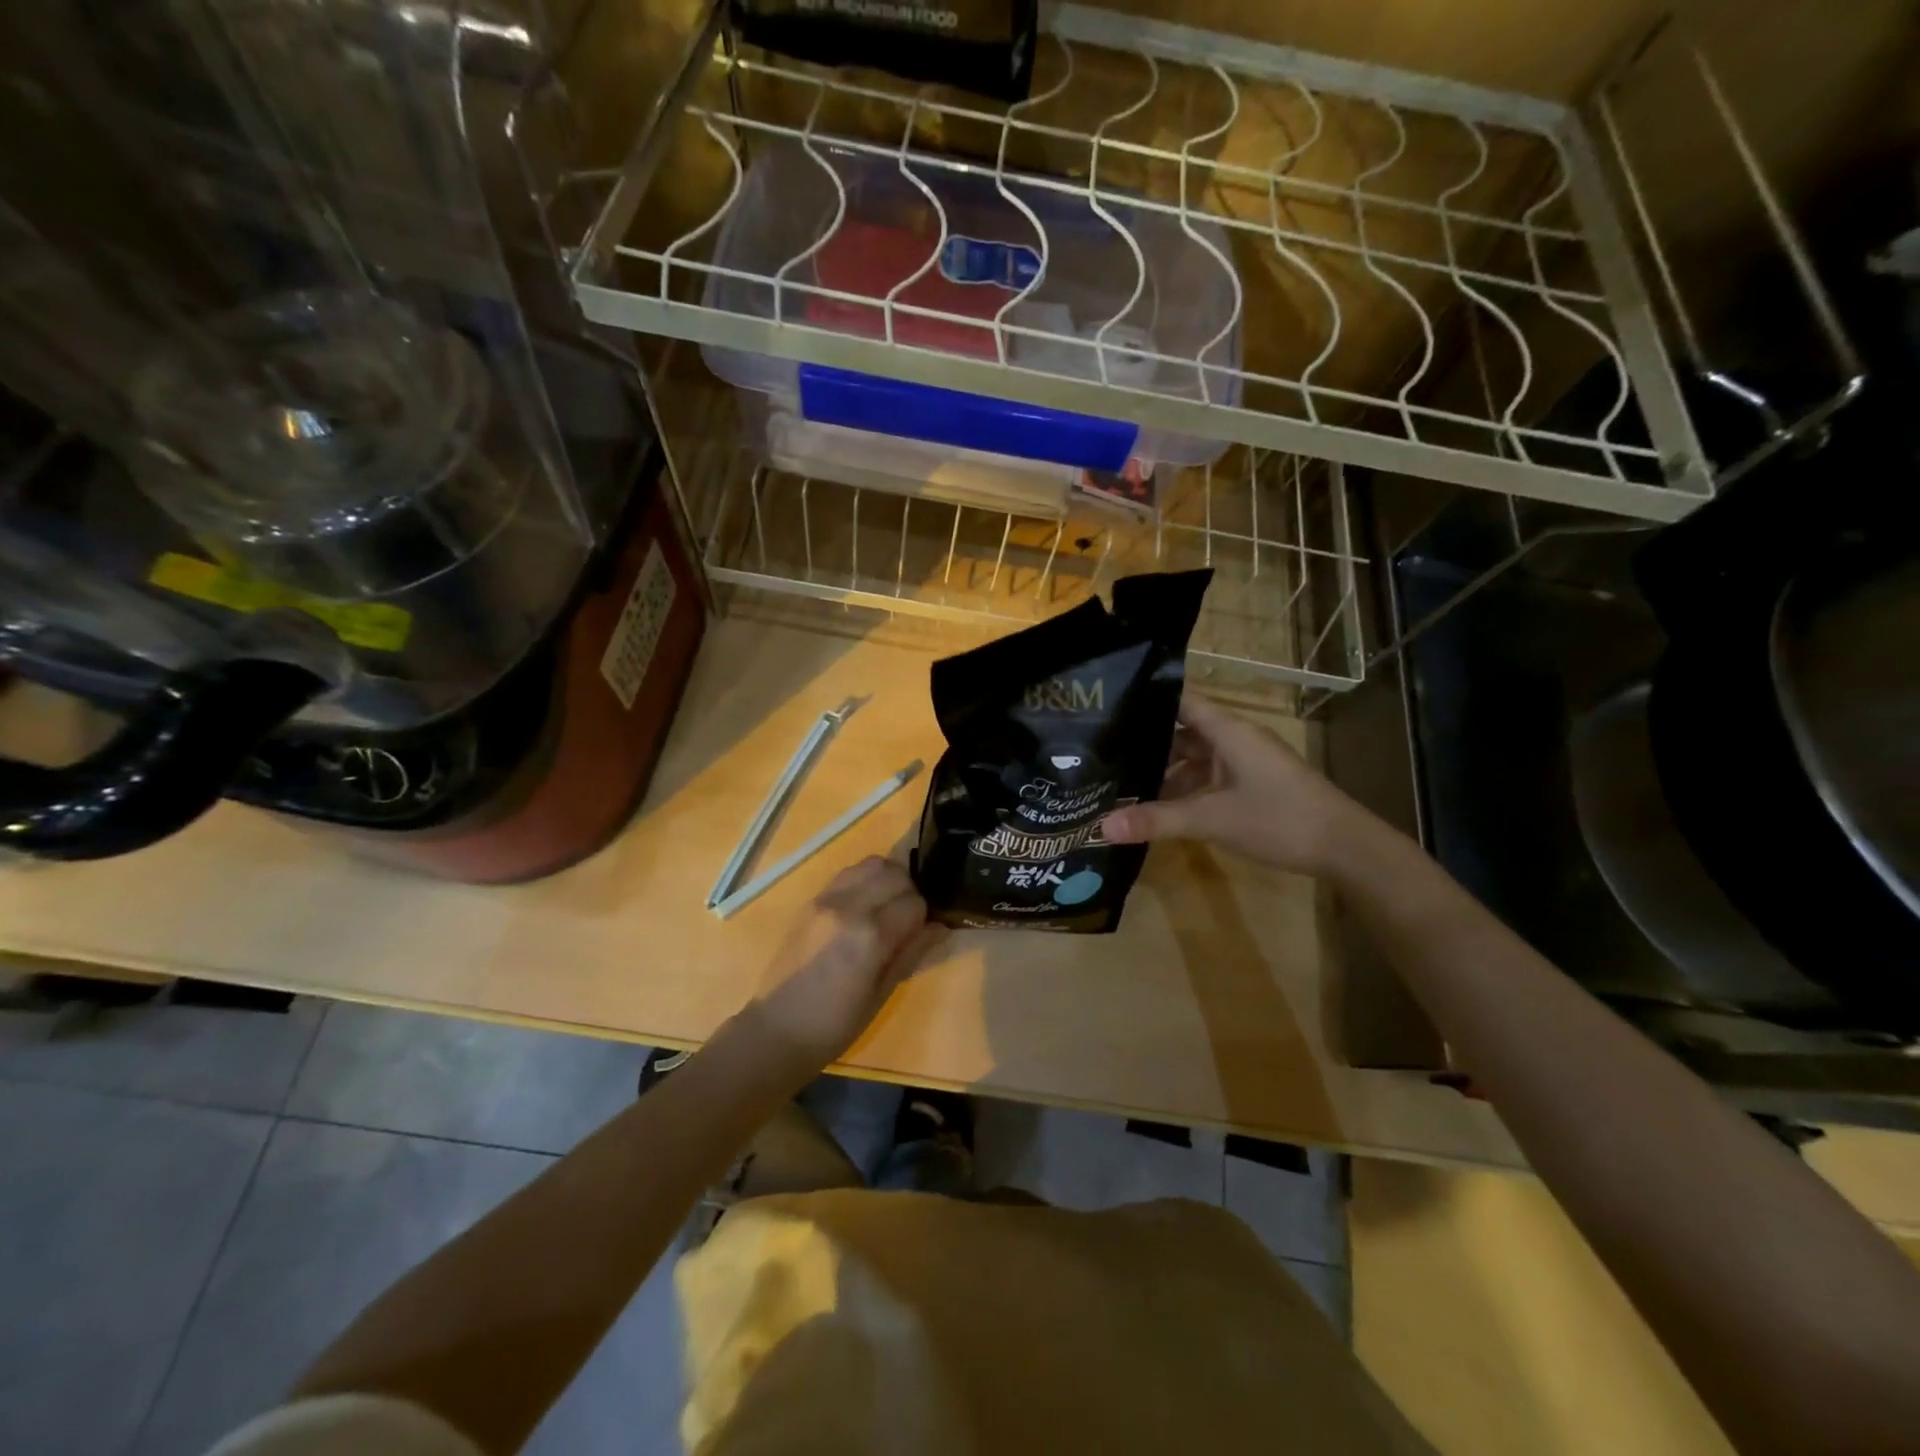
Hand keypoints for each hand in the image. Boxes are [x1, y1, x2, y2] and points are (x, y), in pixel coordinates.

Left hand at [744, 856, 944, 1072]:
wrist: (777, 1029)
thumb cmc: (835, 1024)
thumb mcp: (882, 994)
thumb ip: (911, 952)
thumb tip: (940, 927)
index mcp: (870, 936)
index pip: (914, 902)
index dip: (923, 917)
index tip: (918, 934)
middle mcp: (849, 907)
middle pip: (895, 873)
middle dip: (908, 891)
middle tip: (905, 918)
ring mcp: (826, 899)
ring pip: (871, 864)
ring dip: (887, 879)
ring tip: (886, 906)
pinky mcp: (811, 900)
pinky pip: (847, 873)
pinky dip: (864, 880)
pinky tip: (863, 906)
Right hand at [1101, 691, 1372, 876]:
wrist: (1345, 848)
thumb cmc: (1279, 818)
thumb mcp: (1212, 819)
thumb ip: (1157, 820)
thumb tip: (1101, 826)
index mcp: (1227, 730)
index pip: (1180, 699)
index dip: (1146, 697)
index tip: (1106, 703)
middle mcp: (1233, 739)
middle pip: (1181, 731)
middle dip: (1145, 741)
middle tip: (1101, 751)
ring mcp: (1244, 762)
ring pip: (1193, 758)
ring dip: (1163, 771)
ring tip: (1121, 782)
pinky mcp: (1250, 785)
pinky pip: (1207, 778)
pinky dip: (1184, 789)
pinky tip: (1159, 808)